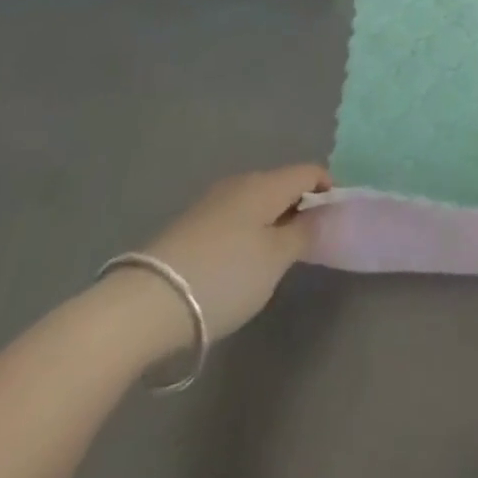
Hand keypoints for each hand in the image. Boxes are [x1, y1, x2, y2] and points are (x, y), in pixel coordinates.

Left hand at [115, 164, 329, 351]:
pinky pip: (232, 219)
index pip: (309, 171)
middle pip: (281, 184)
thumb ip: (305, 232)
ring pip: (255, 202)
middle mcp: (239, 183)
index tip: (334, 221)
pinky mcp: (188, 226)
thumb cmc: (223, 277)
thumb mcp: (275, 260)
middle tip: (305, 244)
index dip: (328, 190)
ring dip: (270, 221)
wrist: (143, 306)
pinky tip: (237, 265)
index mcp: (266, 183)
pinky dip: (245, 233)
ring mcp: (210, 203)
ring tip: (272, 259)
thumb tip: (324, 212)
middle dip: (298, 206)